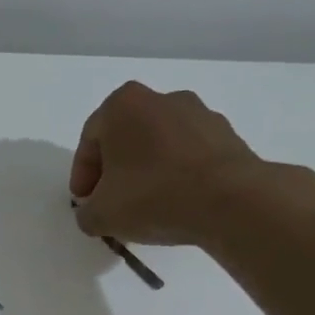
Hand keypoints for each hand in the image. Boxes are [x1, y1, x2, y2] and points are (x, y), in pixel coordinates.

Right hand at [69, 81, 277, 245]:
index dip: (82, 175)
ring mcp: (200, 113)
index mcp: (123, 105)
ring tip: (146, 206)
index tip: (84, 202)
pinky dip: (178, 175)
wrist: (231, 201)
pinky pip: (189, 156)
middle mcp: (161, 99)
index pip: (90, 141)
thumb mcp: (100, 215)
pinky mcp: (228, 135)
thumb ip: (86, 213)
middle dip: (115, 170)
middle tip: (110, 202)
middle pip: (126, 138)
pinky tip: (176, 203)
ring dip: (147, 171)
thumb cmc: (152, 196)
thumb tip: (94, 213)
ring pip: (159, 145)